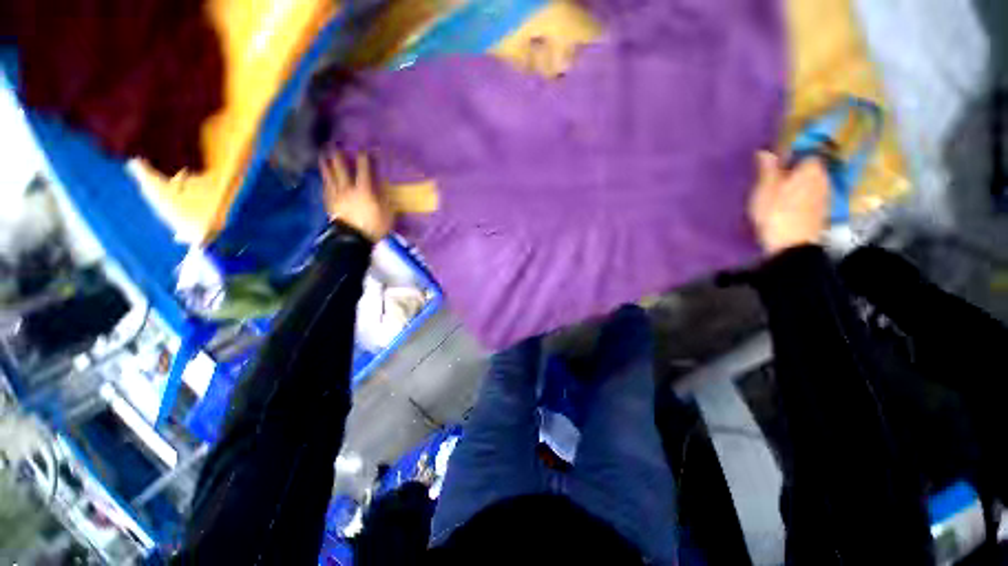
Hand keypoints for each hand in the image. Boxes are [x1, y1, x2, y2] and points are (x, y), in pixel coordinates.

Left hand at [320, 152, 394, 241]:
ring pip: (329, 176)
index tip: (364, 150)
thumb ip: (384, 197)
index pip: (363, 169)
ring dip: (326, 164)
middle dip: (338, 156)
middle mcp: (348, 189)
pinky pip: (325, 188)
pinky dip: (324, 180)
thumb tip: (382, 185)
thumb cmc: (374, 226)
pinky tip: (323, 177)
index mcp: (364, 190)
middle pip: (340, 168)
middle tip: (335, 146)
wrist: (353, 239)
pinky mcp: (329, 203)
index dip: (364, 158)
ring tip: (323, 155)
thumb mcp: (387, 213)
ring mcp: (336, 195)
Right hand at [748, 151, 829, 253]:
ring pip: (812, 180)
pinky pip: (812, 194)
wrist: (793, 246)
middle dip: (796, 167)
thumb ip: (767, 169)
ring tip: (781, 189)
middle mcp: (824, 176)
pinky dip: (802, 195)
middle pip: (810, 166)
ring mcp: (825, 194)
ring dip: (799, 182)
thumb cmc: (776, 214)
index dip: (791, 152)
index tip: (777, 158)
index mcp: (811, 167)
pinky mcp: (822, 210)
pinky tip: (790, 202)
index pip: (805, 150)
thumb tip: (765, 150)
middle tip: (776, 174)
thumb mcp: (765, 190)